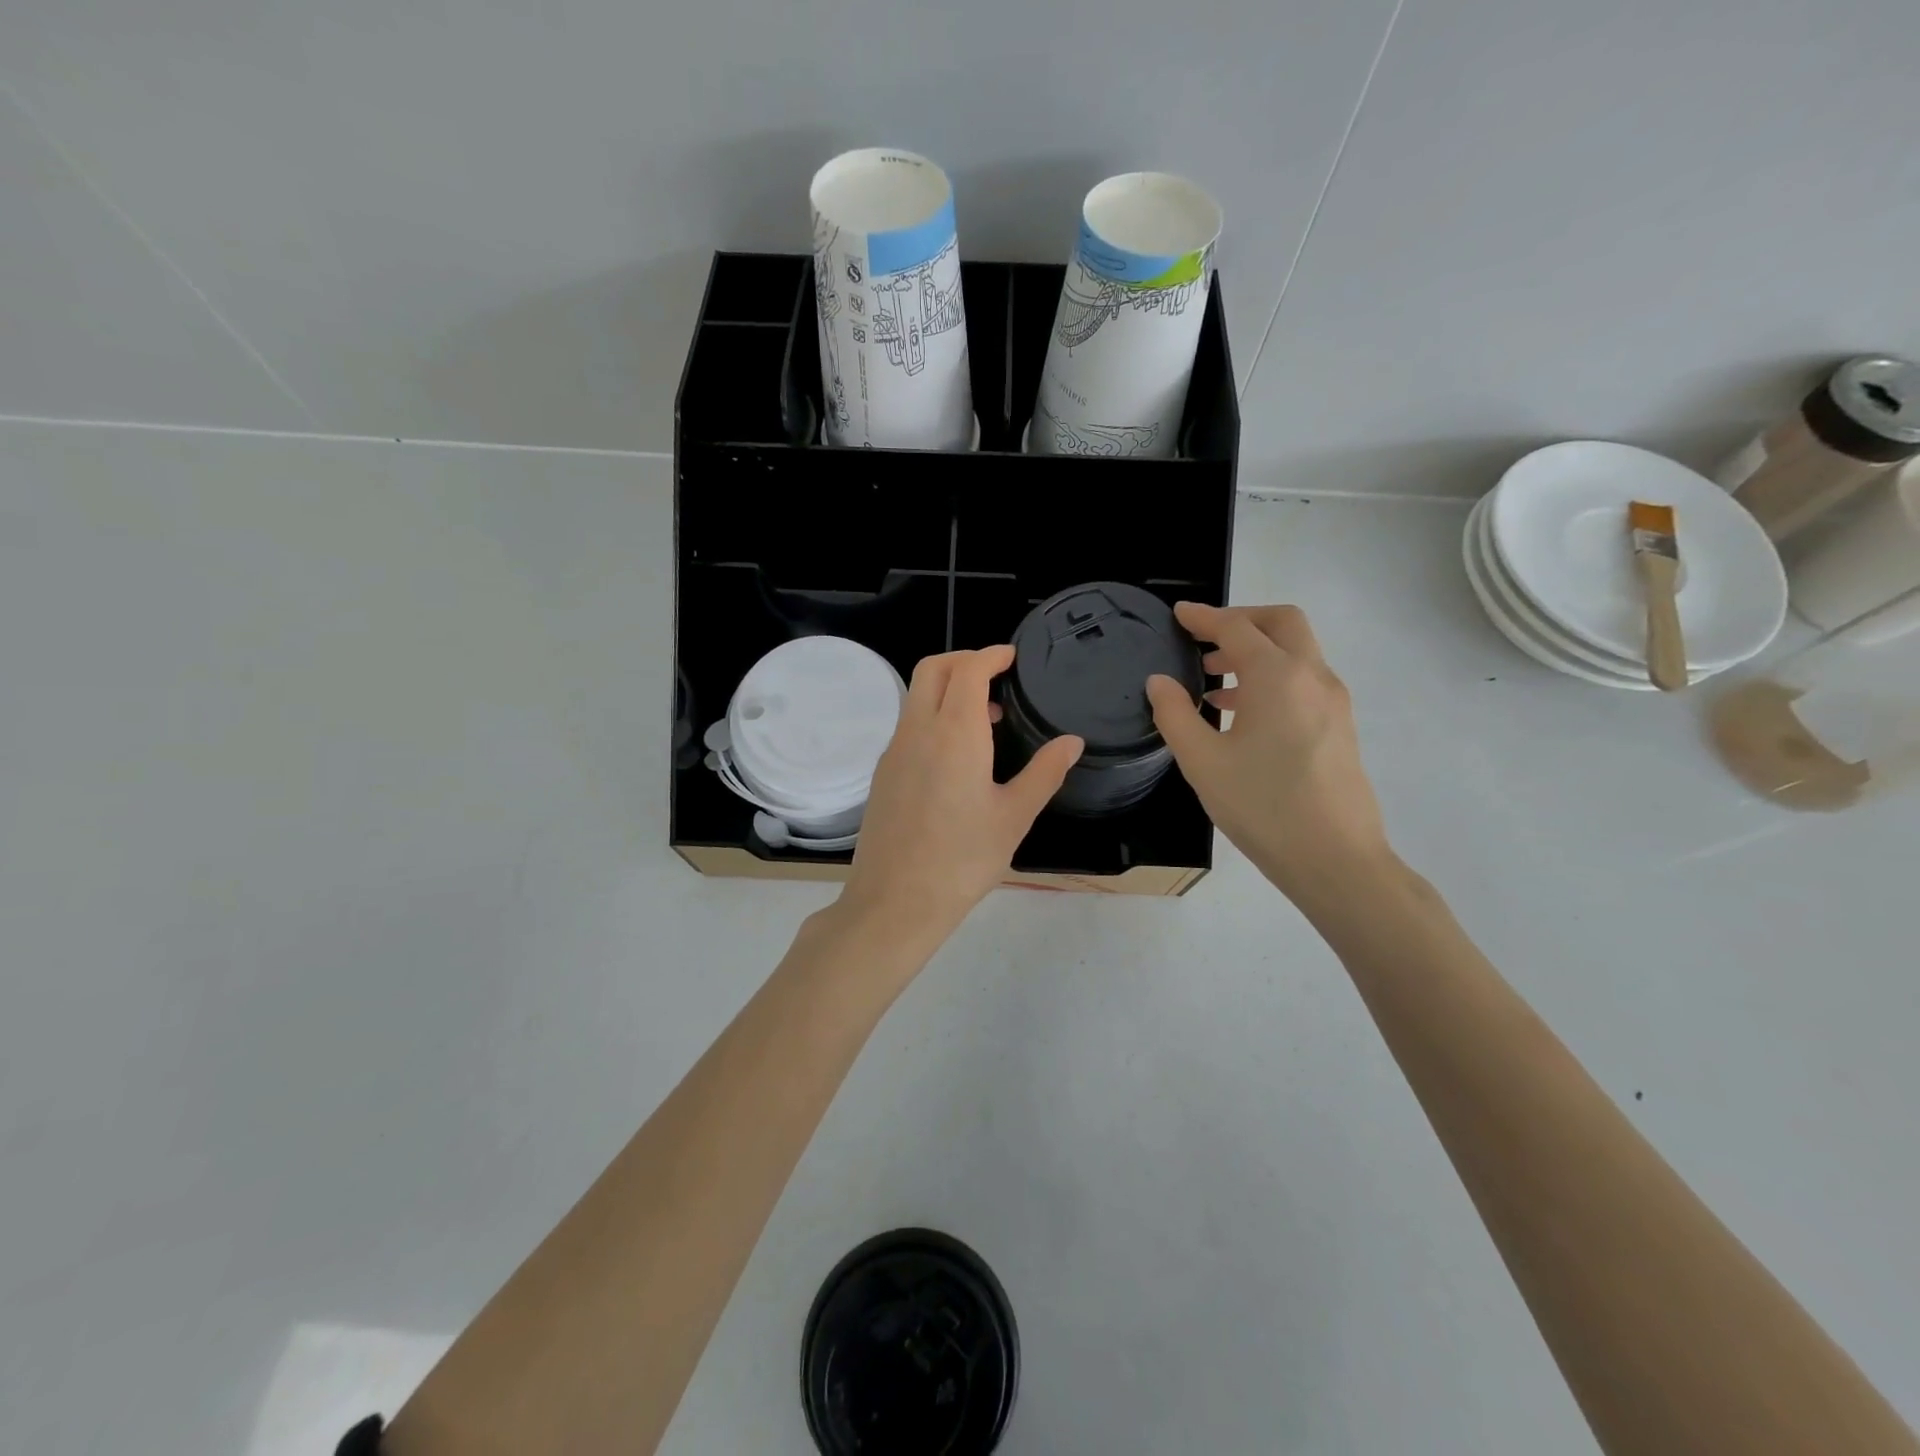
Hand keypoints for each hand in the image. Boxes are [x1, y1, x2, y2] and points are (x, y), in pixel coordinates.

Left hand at [837, 646, 1081, 960]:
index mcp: (955, 733)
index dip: (990, 655)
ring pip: (916, 696)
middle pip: (933, 669)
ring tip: (986, 718)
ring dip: (947, 689)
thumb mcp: (1015, 816)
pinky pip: (908, 725)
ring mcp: (894, 751)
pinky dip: (932, 716)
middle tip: (996, 675)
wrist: (895, 901)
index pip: (968, 669)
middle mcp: (918, 730)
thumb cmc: (963, 859)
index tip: (1012, 657)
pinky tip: (957, 754)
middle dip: (964, 660)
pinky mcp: (883, 773)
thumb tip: (1071, 742)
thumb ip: (1045, 773)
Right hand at [1145, 602, 1392, 909]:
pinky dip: (1271, 677)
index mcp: (1277, 677)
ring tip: (1213, 680)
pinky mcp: (1340, 725)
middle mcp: (1312, 677)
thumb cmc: (1262, 807)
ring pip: (1295, 652)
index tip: (1178, 614)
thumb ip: (1175, 714)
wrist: (1335, 859)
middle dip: (1241, 620)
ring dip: (1255, 652)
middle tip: (1204, 638)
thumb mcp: (1202, 762)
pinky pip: (1303, 680)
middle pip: (1281, 623)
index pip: (1237, 627)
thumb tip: (1159, 682)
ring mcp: (1333, 701)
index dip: (1204, 617)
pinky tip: (1241, 714)